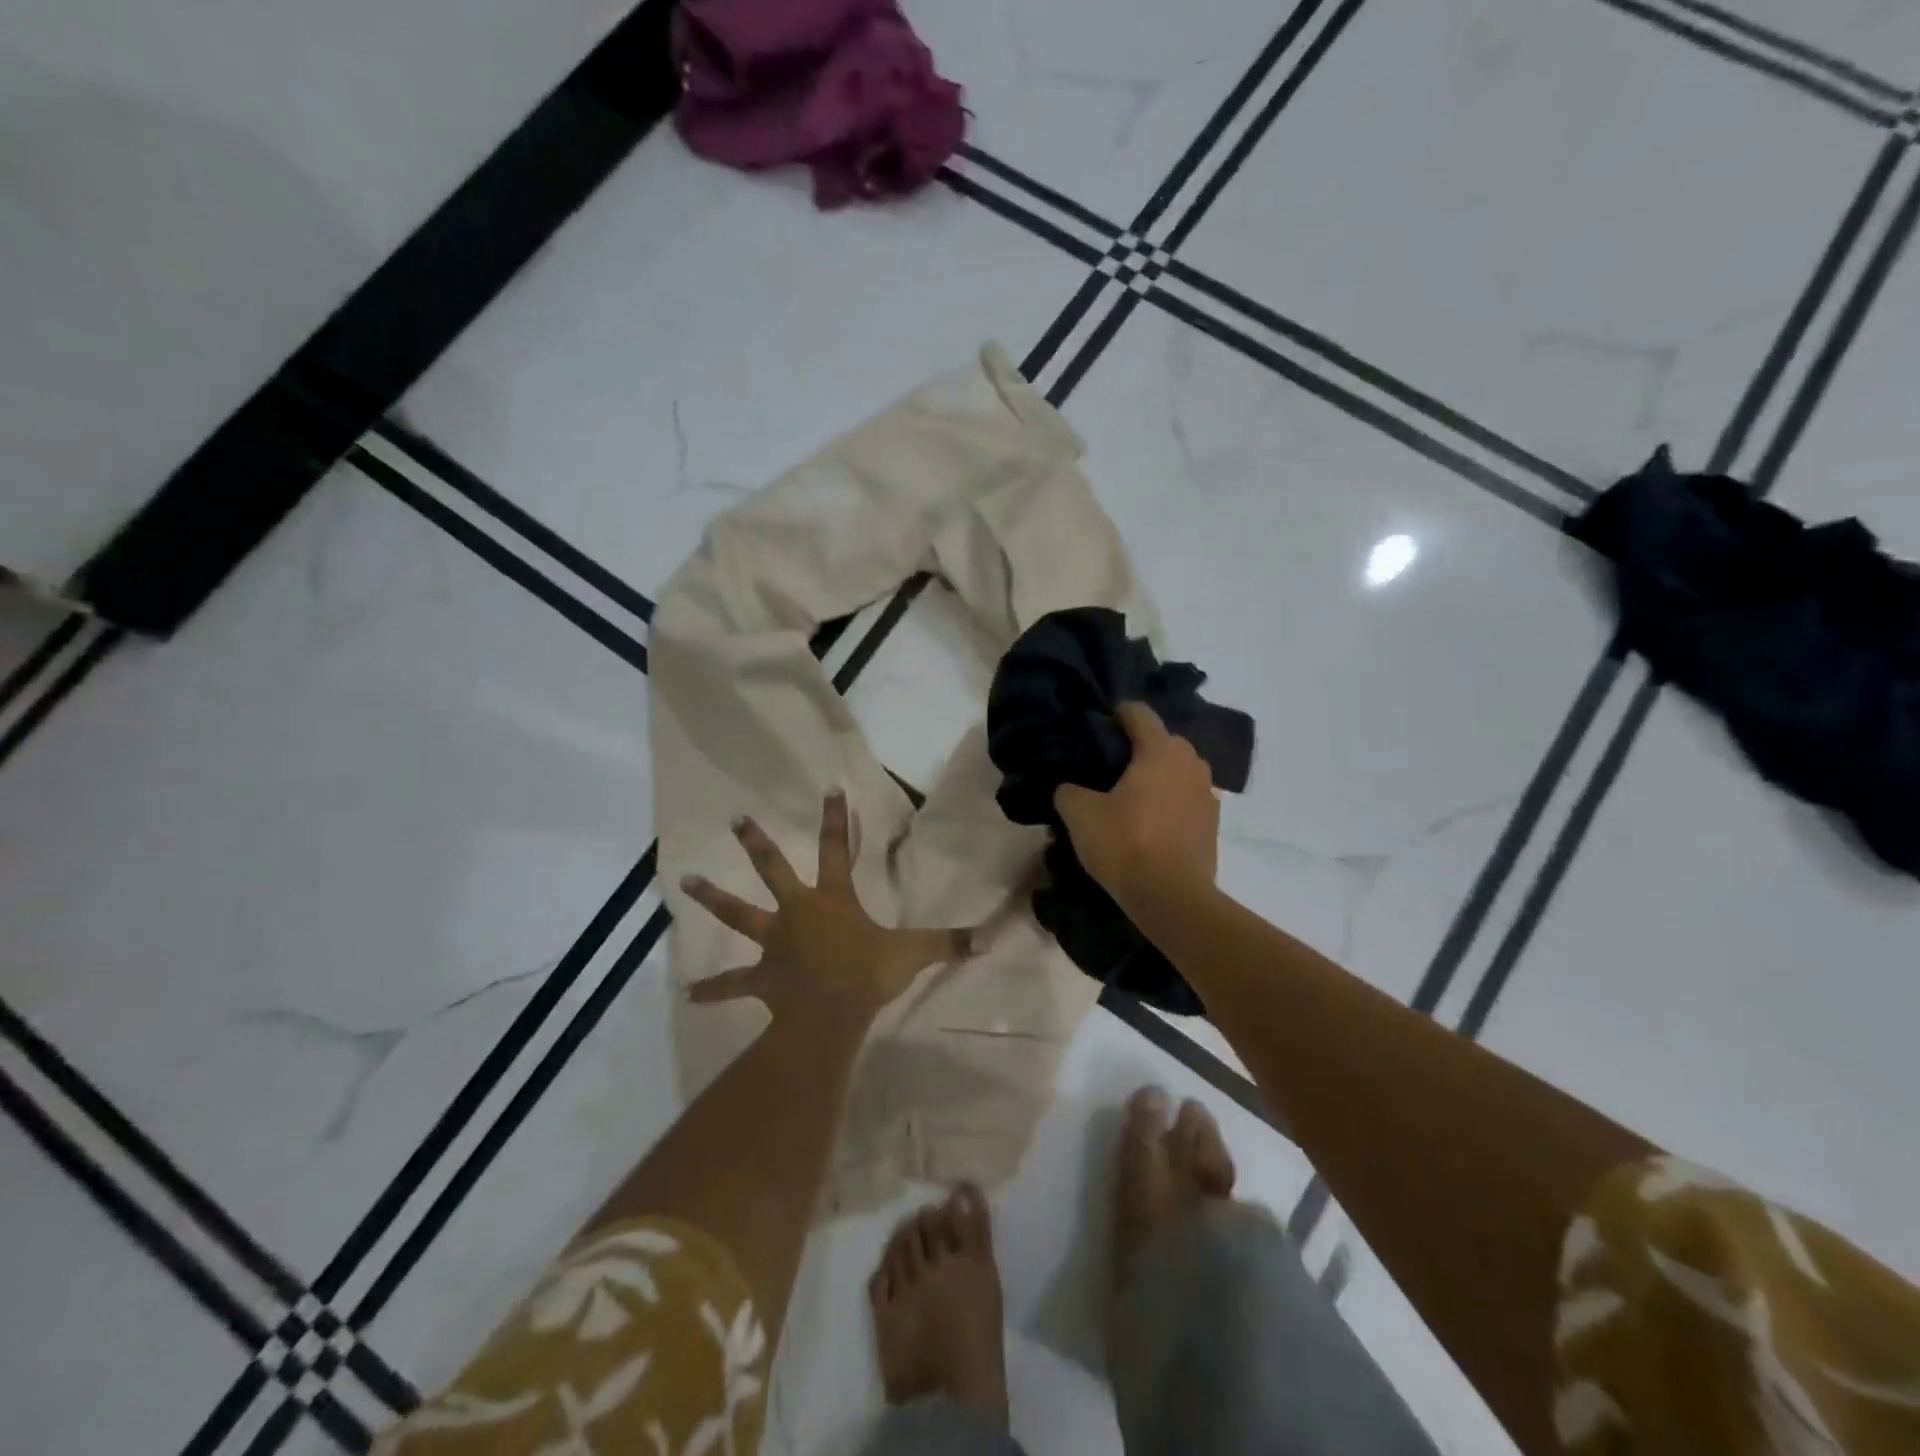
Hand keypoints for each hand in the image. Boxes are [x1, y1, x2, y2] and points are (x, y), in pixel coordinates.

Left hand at [680, 792, 972, 1029]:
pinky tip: (689, 994)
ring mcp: (774, 943)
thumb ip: (948, 943)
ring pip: (738, 915)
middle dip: (757, 843)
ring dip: (713, 899)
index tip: (829, 789)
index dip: (835, 818)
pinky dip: (713, 989)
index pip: (835, 849)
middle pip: (773, 870)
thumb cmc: (868, 974)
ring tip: (683, 883)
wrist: (831, 1015)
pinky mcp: (761, 978)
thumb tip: (988, 938)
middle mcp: (797, 912)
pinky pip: (733, 984)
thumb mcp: (913, 954)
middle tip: (736, 819)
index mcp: (832, 900)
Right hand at [1054, 702, 1218, 912]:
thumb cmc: (1125, 843)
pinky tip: (1150, 823)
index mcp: (1160, 749)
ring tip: (1129, 798)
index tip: (1096, 730)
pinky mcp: (1213, 823)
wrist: (1172, 897)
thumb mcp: (1080, 814)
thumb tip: (1069, 787)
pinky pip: (1186, 799)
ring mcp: (1208, 792)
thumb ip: (1069, 791)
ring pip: (1177, 771)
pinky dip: (1170, 802)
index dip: (1115, 715)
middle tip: (1107, 770)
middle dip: (1136, 749)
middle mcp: (1191, 762)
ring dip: (1156, 777)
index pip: (1138, 713)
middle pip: (1161, 741)